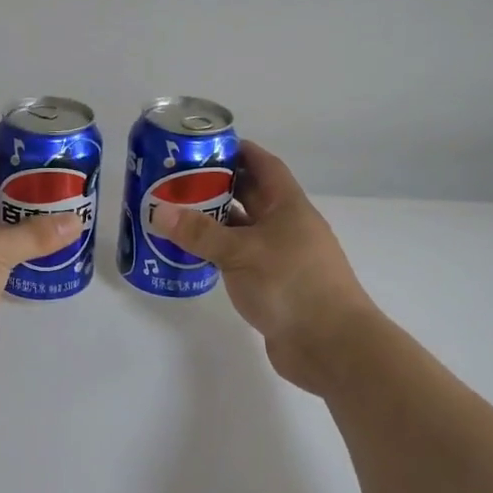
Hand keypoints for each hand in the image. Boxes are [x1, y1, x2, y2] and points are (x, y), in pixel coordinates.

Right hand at [154, 142, 375, 391]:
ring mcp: (282, 258)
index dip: (239, 151)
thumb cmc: (291, 284)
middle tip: (178, 180)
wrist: (332, 346)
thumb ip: (200, 232)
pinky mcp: (274, 286)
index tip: (205, 145)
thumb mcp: (241, 252)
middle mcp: (287, 227)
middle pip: (251, 196)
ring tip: (177, 214)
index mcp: (288, 207)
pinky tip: (193, 255)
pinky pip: (241, 259)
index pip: (264, 165)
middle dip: (218, 185)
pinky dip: (219, 254)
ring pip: (244, 230)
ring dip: (216, 222)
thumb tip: (160, 211)